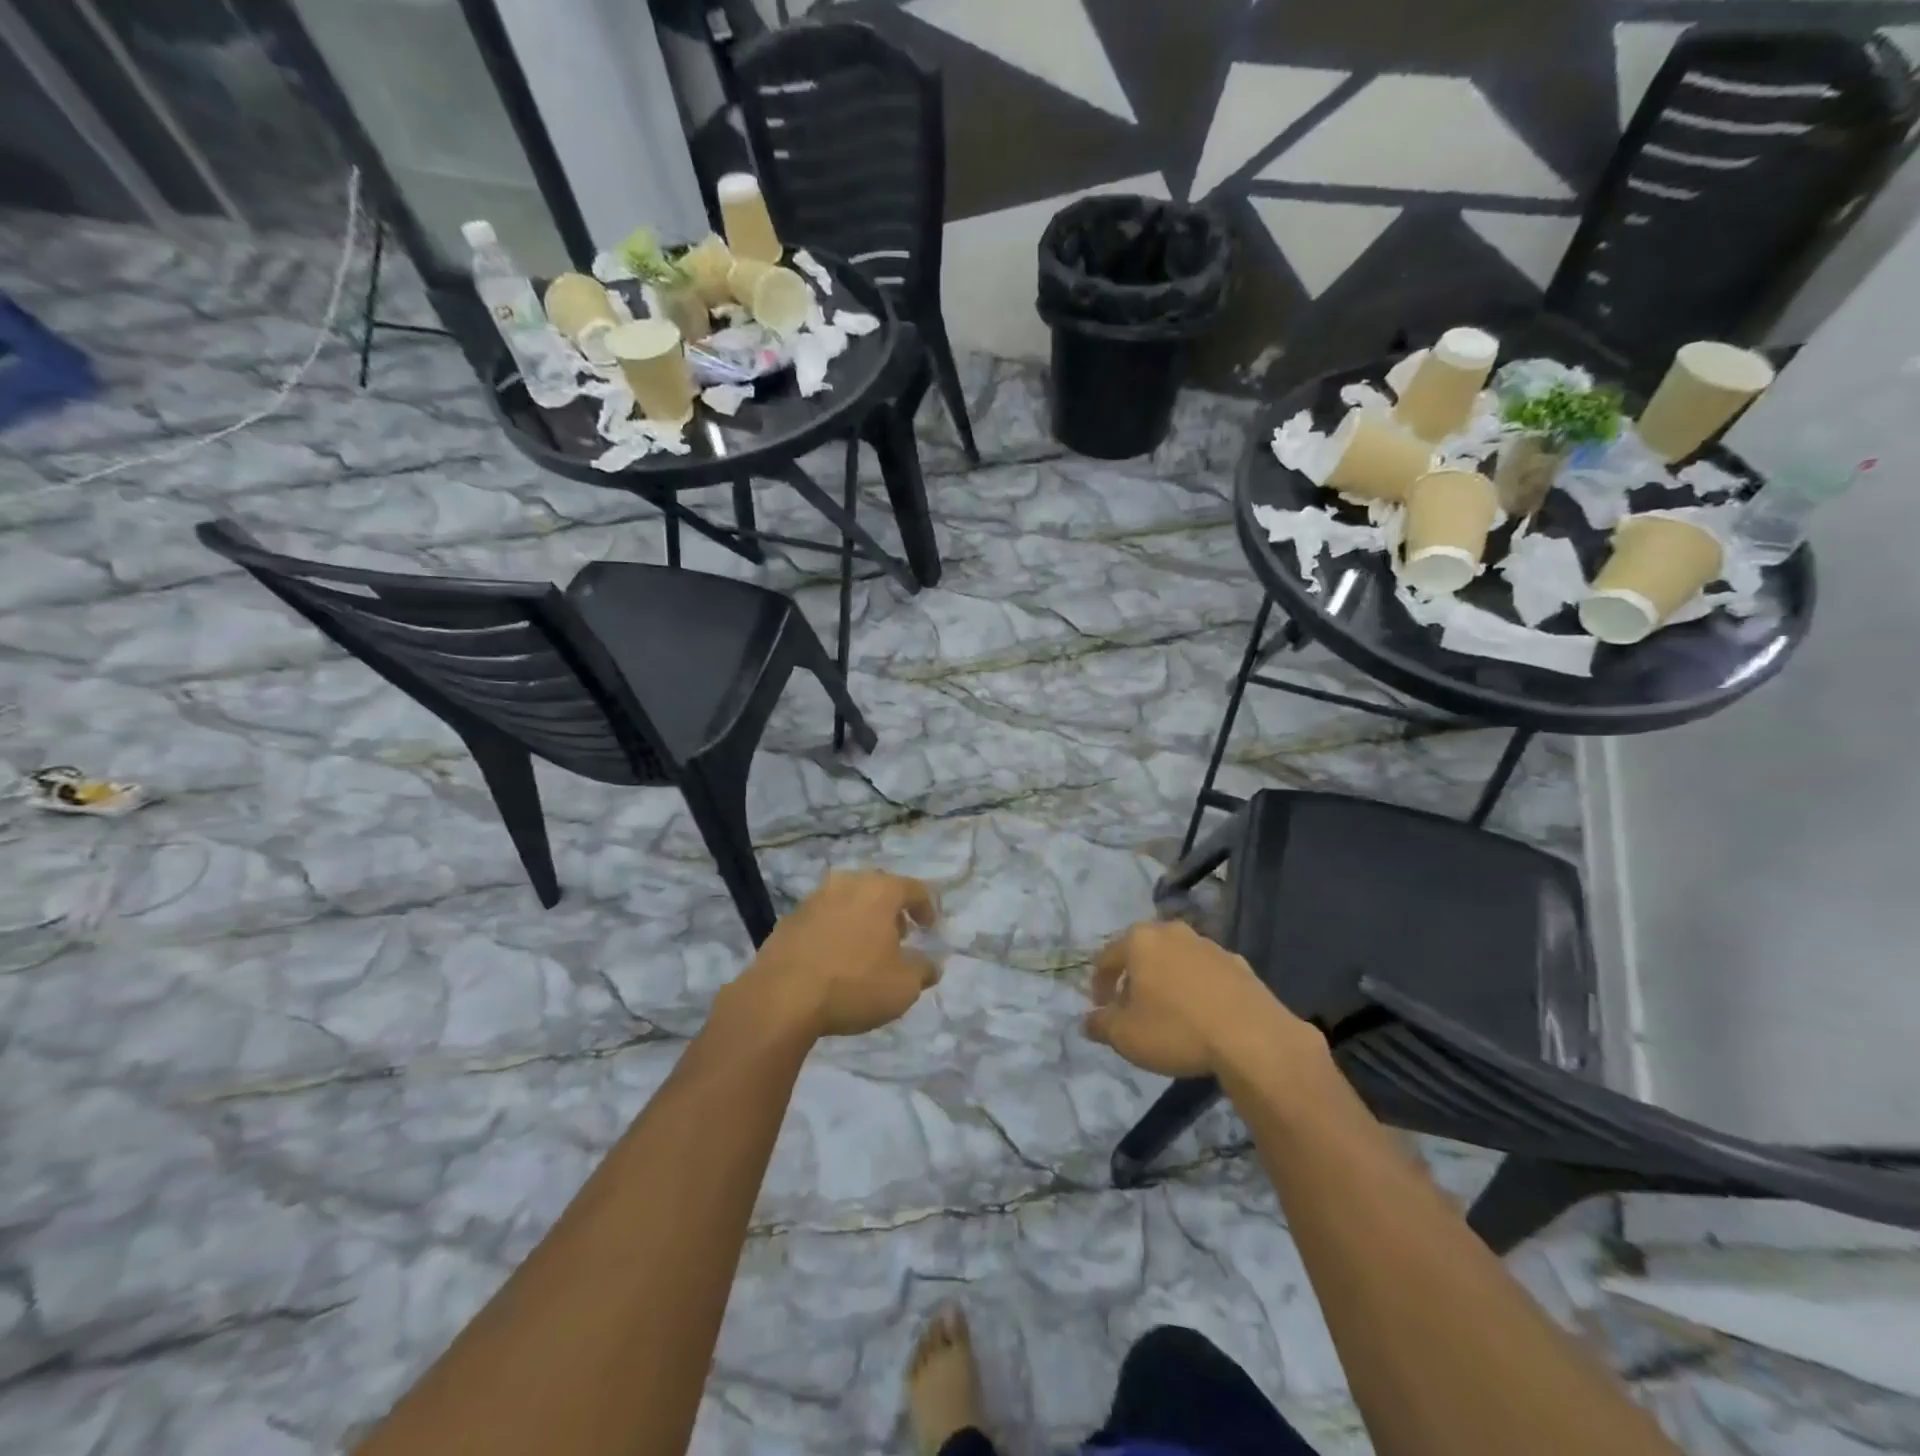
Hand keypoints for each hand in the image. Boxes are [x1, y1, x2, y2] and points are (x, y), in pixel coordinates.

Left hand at [733, 869, 940, 1038]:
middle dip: (892, 910)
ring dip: (861, 919)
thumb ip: (923, 970)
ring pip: (847, 900)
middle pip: (878, 888)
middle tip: (900, 935)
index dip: (926, 908)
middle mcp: (846, 884)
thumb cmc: (853, 984)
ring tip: (866, 949)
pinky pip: (823, 918)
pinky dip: (835, 931)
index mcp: (879, 891)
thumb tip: (931, 965)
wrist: (781, 998)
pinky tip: (835, 959)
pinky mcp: (789, 920)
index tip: (930, 929)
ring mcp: (813, 899)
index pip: (913, 889)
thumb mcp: (903, 986)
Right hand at [1082, 920, 1315, 1078]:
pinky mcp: (1238, 963)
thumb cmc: (1176, 1030)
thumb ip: (1100, 1025)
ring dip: (1165, 980)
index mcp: (1139, 940)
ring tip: (1167, 1013)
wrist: (1253, 1038)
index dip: (1099, 984)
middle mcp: (1172, 932)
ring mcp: (1208, 945)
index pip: (1106, 957)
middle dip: (1132, 978)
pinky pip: (1205, 973)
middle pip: (1142, 952)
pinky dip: (1196, 988)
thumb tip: (1087, 1020)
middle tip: (1130, 1008)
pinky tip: (1201, 1015)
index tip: (1100, 1009)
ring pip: (1175, 959)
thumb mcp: (1125, 1036)